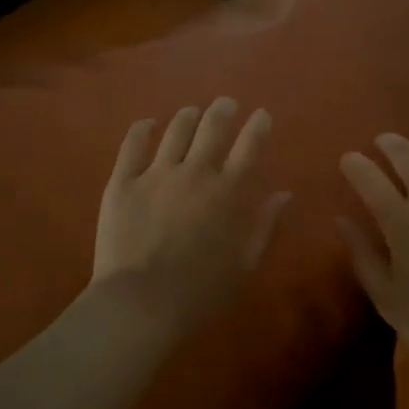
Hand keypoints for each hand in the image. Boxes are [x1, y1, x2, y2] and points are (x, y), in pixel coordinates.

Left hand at [94, 98, 291, 337]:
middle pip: (212, 128)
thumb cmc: (201, 292)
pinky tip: (148, 123)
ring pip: (176, 130)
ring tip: (192, 112)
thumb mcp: (245, 264)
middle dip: (223, 111)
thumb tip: (285, 194)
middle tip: (226, 103)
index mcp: (228, 192)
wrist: (141, 304)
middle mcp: (195, 172)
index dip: (258, 126)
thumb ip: (266, 225)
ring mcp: (156, 173)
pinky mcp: (123, 181)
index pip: (249, 147)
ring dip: (188, 116)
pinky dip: (142, 129)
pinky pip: (133, 145)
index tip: (261, 114)